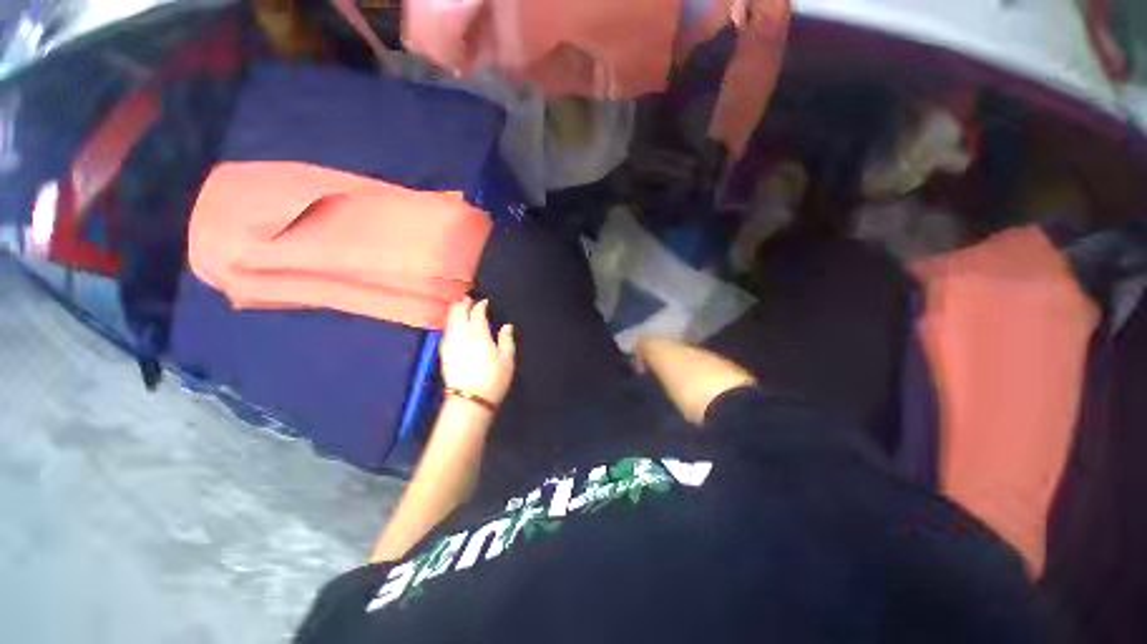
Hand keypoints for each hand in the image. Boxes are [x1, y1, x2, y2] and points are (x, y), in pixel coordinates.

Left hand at [441, 298, 515, 405]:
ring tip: (456, 306)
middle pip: (459, 315)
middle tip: (467, 298)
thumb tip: (506, 326)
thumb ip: (506, 340)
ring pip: (450, 323)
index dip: (480, 305)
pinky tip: (449, 327)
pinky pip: (445, 334)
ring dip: (453, 312)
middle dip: (463, 305)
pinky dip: (448, 326)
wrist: (471, 400)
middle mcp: (462, 336)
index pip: (477, 314)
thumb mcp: (507, 359)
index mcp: (479, 334)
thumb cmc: (494, 378)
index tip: (484, 302)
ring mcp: (451, 345)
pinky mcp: (444, 355)